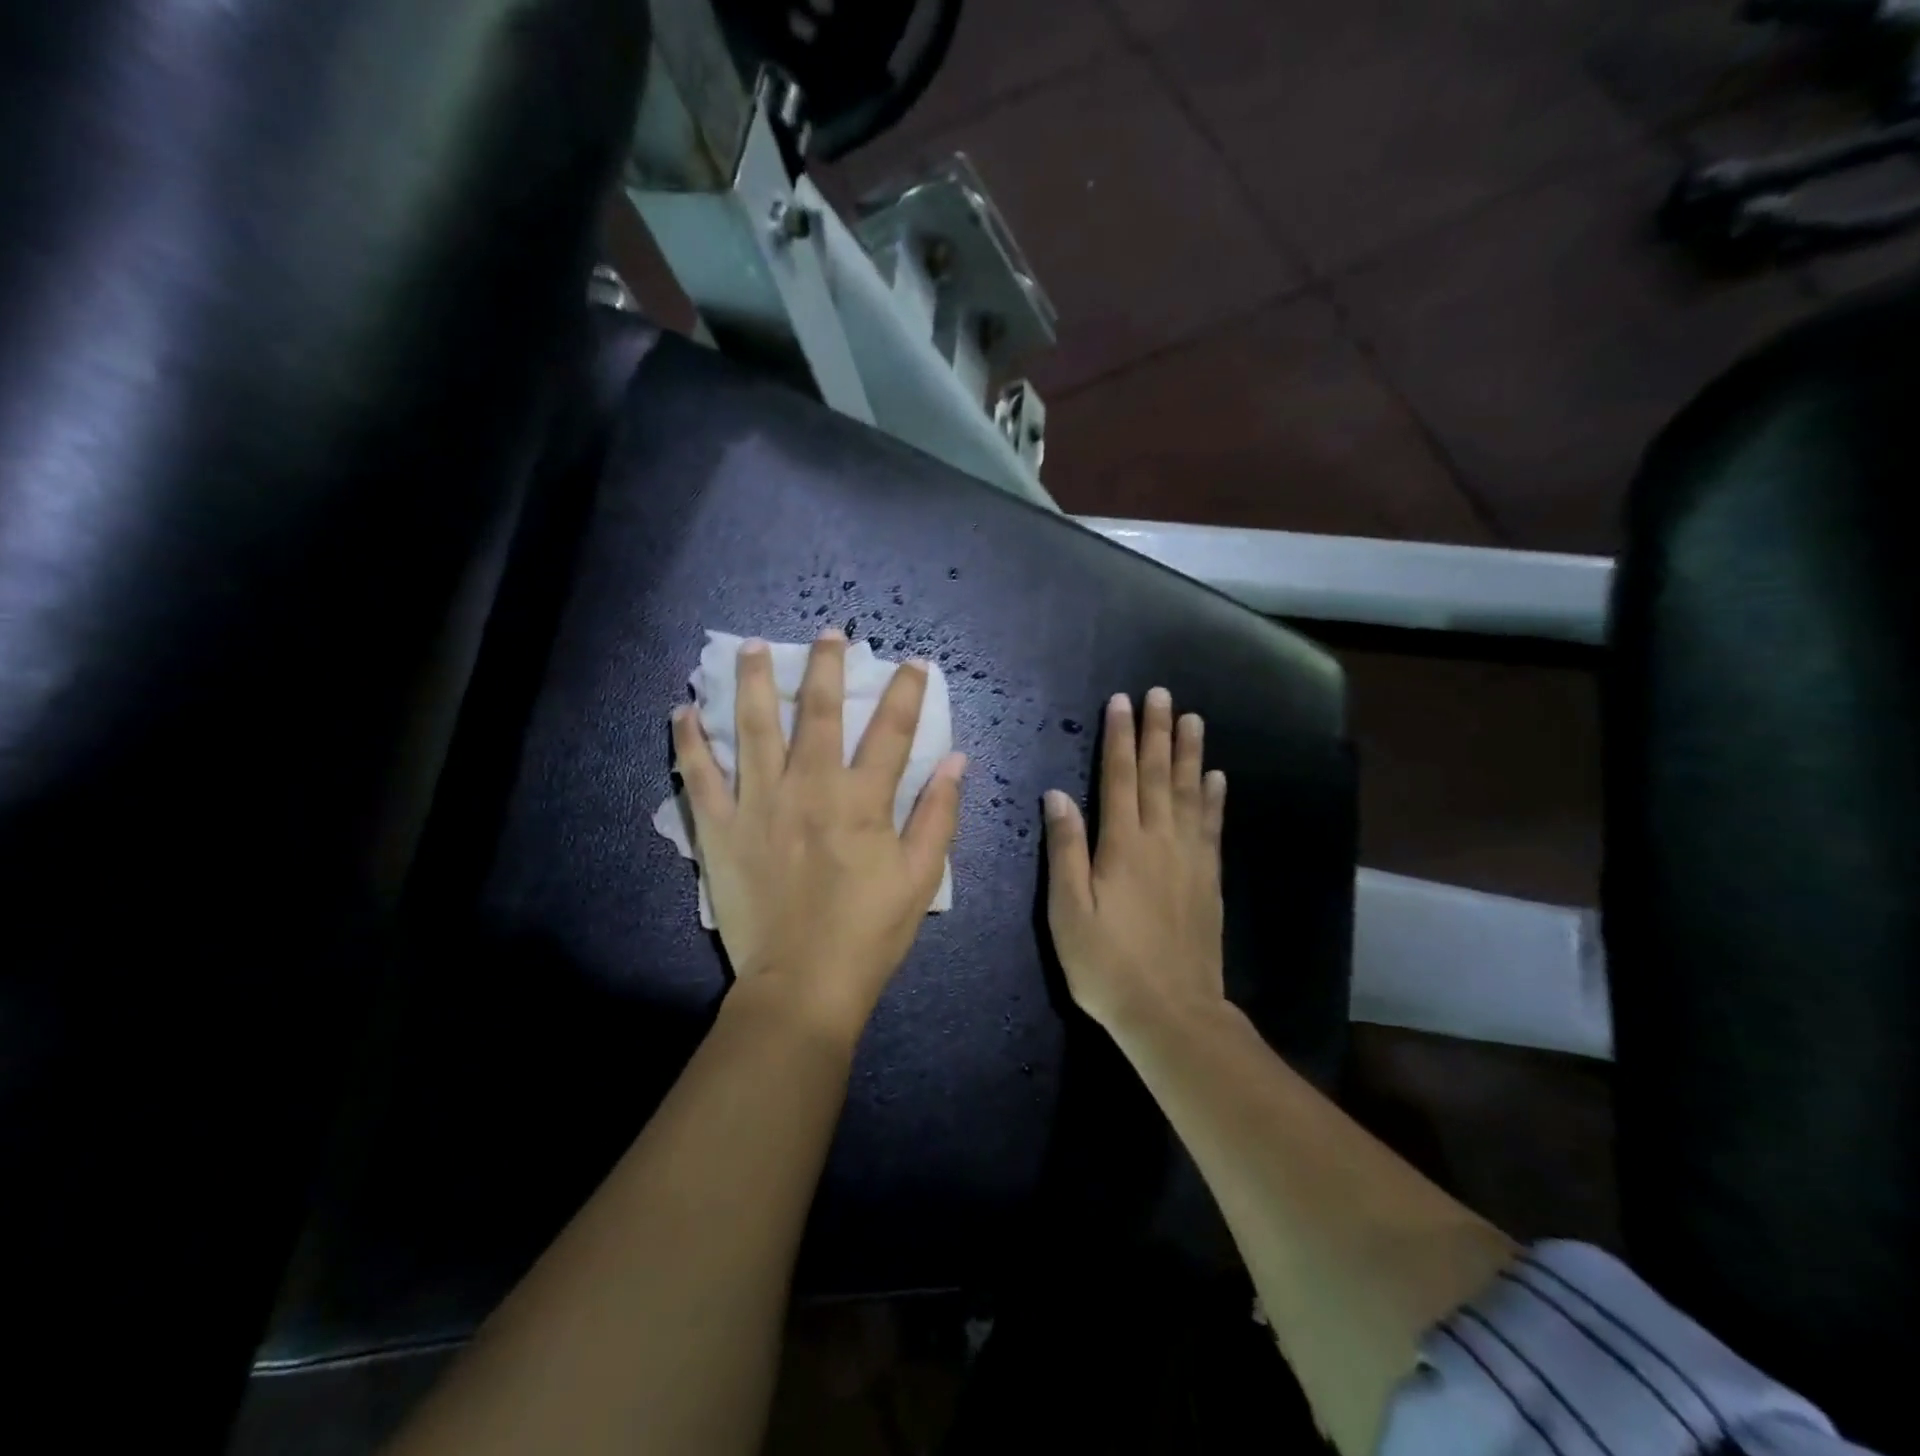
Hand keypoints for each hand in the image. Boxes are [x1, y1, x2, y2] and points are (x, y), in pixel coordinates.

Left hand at [672, 629, 966, 1036]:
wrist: (802, 984)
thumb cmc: (870, 932)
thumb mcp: (921, 877)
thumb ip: (939, 814)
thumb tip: (955, 759)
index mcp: (862, 800)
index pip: (892, 730)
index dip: (907, 691)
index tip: (914, 663)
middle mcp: (809, 787)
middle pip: (818, 711)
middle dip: (826, 666)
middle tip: (829, 633)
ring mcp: (759, 804)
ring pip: (752, 727)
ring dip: (753, 682)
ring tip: (751, 647)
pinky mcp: (721, 829)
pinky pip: (698, 776)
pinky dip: (688, 741)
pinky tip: (681, 710)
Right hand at [1042, 688, 1226, 1032]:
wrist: (1172, 1013)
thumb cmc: (1107, 964)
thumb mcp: (1068, 911)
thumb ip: (1065, 850)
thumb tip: (1058, 796)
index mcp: (1122, 845)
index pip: (1120, 777)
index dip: (1120, 738)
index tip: (1121, 702)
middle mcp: (1160, 841)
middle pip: (1159, 775)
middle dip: (1157, 732)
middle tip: (1161, 694)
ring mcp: (1190, 859)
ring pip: (1189, 793)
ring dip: (1189, 754)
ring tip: (1192, 720)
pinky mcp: (1208, 879)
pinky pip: (1212, 827)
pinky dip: (1213, 798)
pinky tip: (1216, 778)